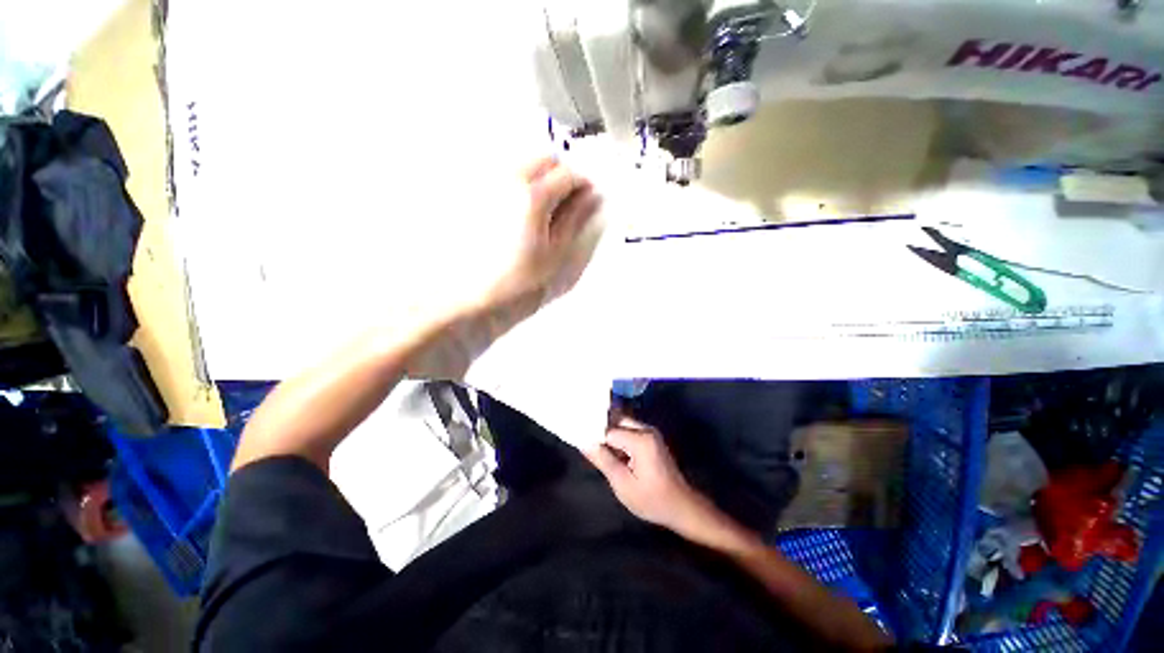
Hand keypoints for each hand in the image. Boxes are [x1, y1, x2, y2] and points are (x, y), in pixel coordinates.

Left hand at [477, 156, 602, 316]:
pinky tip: (520, 211)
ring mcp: (489, 184)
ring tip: (544, 208)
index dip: (583, 186)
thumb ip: (575, 220)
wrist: (476, 295)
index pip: (568, 175)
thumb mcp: (555, 252)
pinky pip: (505, 175)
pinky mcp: (475, 194)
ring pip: (524, 164)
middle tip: (567, 202)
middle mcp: (509, 180)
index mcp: (534, 196)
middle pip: (545, 159)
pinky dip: (521, 184)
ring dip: (541, 177)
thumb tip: (593, 197)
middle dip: (562, 175)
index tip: (588, 200)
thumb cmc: (520, 279)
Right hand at [585, 416, 708, 532]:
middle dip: (601, 430)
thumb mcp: (622, 483)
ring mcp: (650, 433)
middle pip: (617, 421)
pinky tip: (611, 452)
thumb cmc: (651, 499)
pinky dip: (619, 439)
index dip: (594, 436)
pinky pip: (630, 431)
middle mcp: (646, 429)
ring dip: (610, 435)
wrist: (681, 506)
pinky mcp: (651, 438)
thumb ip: (602, 460)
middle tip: (585, 442)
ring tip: (596, 448)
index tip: (580, 440)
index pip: (609, 430)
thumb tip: (584, 443)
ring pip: (623, 424)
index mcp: (640, 439)